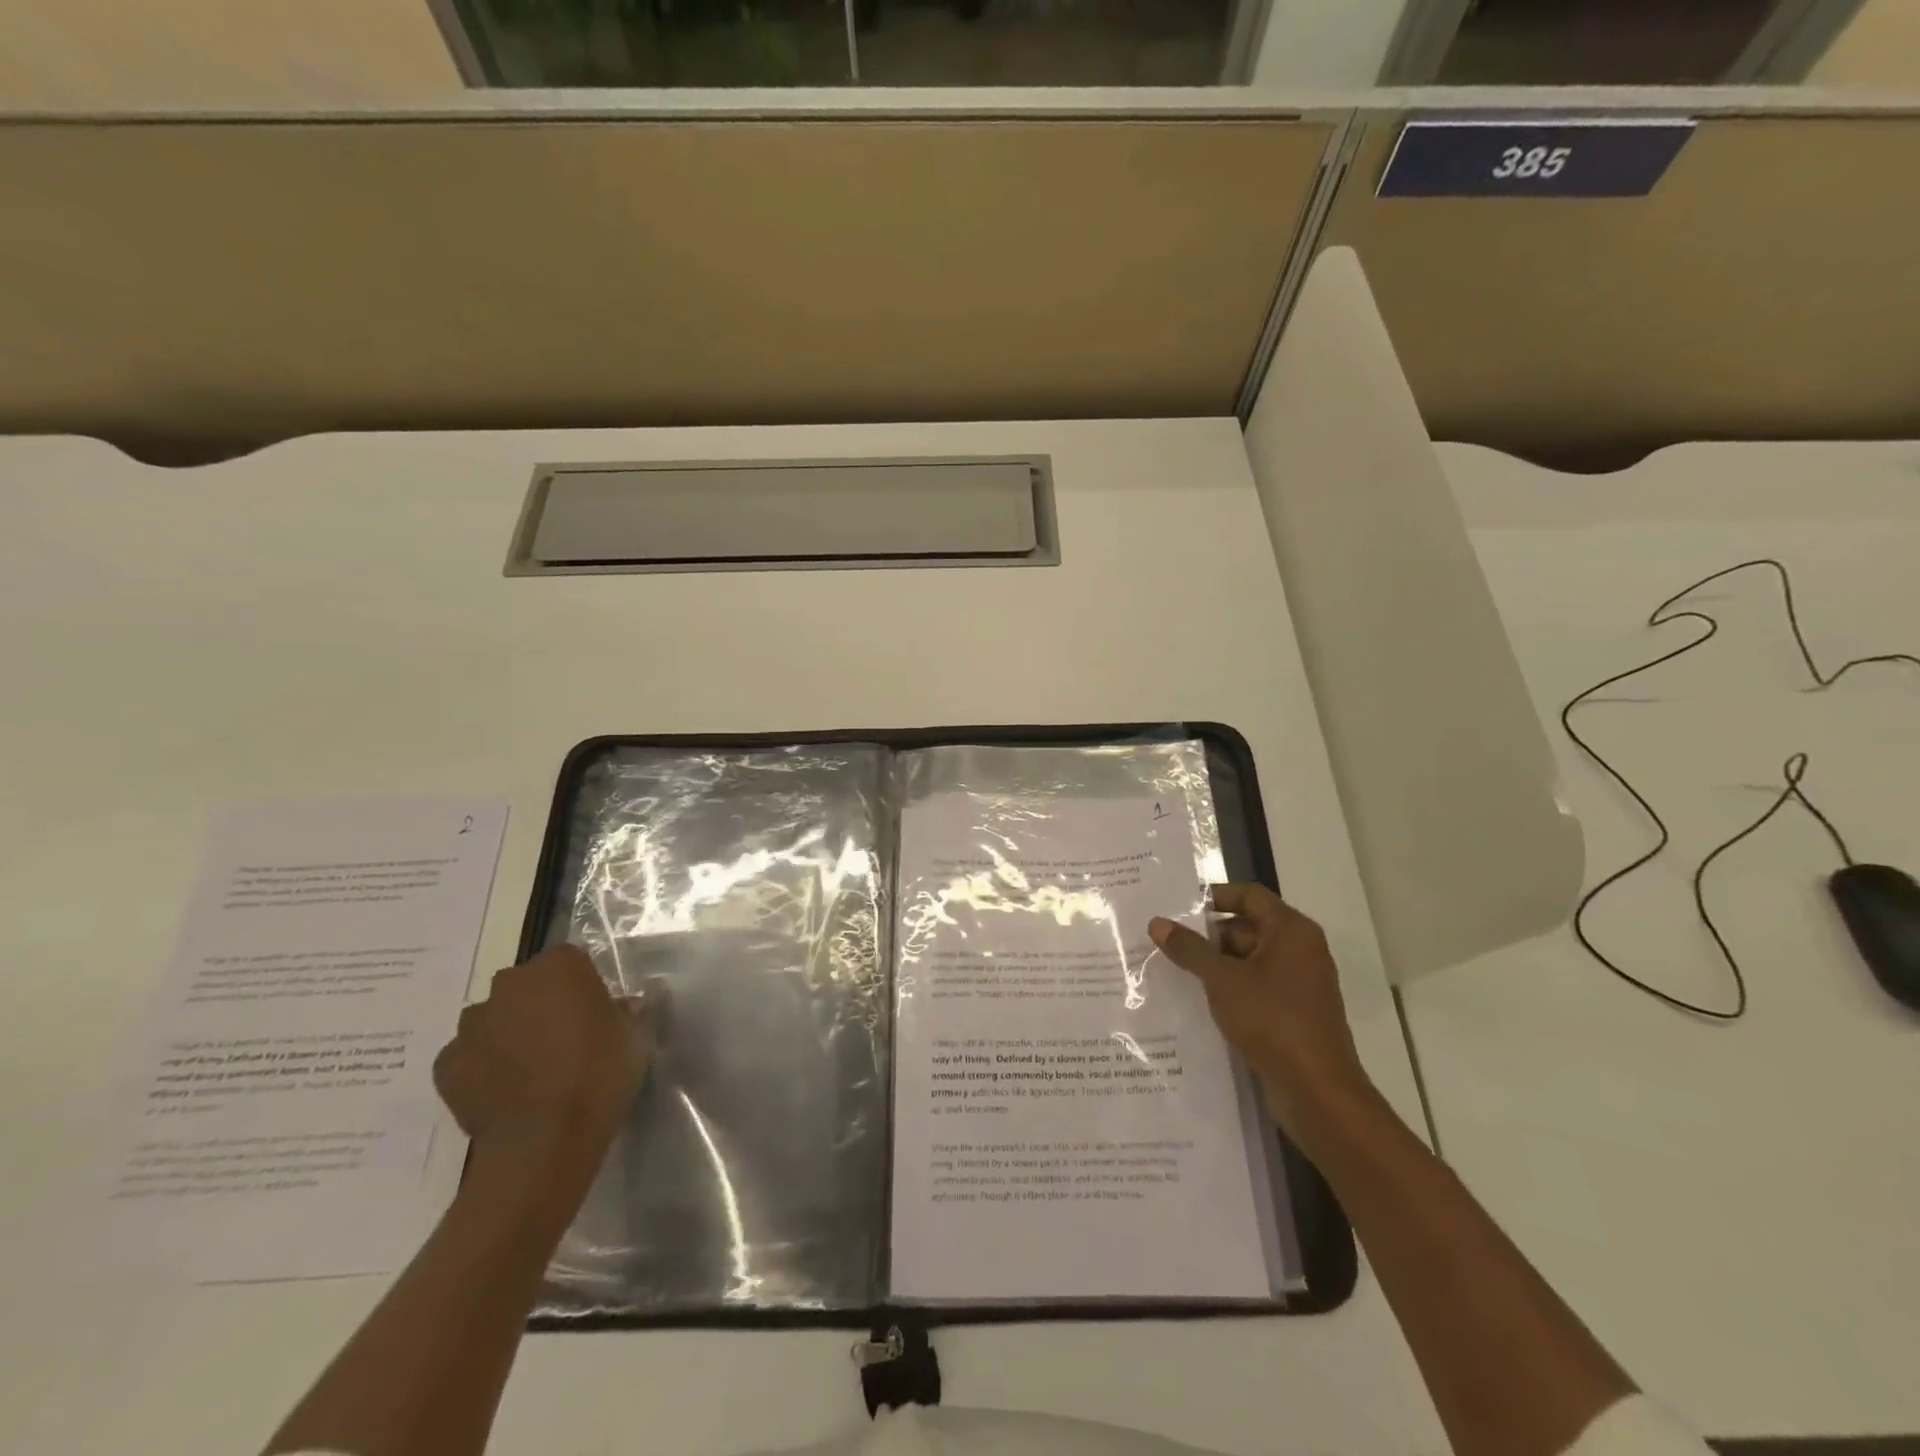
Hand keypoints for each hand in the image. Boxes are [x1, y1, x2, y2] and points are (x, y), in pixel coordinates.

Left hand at [433, 944, 654, 1166]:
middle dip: (541, 1004)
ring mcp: (472, 1024)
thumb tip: (624, 1006)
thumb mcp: (634, 1038)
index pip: (570, 960)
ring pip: (494, 1018)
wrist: (543, 1143)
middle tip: (564, 1038)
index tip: (593, 1011)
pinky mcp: (446, 1064)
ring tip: (531, 1068)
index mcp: (559, 966)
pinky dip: (483, 1065)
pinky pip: (469, 1055)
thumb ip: (625, 1013)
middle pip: (527, 985)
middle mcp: (509, 984)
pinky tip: (503, 1089)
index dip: (582, 985)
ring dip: (509, 1032)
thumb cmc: (598, 1076)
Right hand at [1150, 884, 1372, 1137]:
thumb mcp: (1222, 980)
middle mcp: (1300, 950)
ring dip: (1215, 965)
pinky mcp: (1293, 1013)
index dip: (1214, 897)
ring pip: (1249, 960)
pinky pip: (1256, 988)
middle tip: (1167, 942)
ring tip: (1173, 970)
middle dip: (1208, 936)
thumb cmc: (1272, 1021)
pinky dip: (1229, 989)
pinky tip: (1198, 1000)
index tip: (1178, 908)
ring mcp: (1299, 984)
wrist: (1317, 1092)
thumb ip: (1189, 949)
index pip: (1249, 895)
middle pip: (1248, 927)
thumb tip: (1157, 922)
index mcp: (1292, 931)